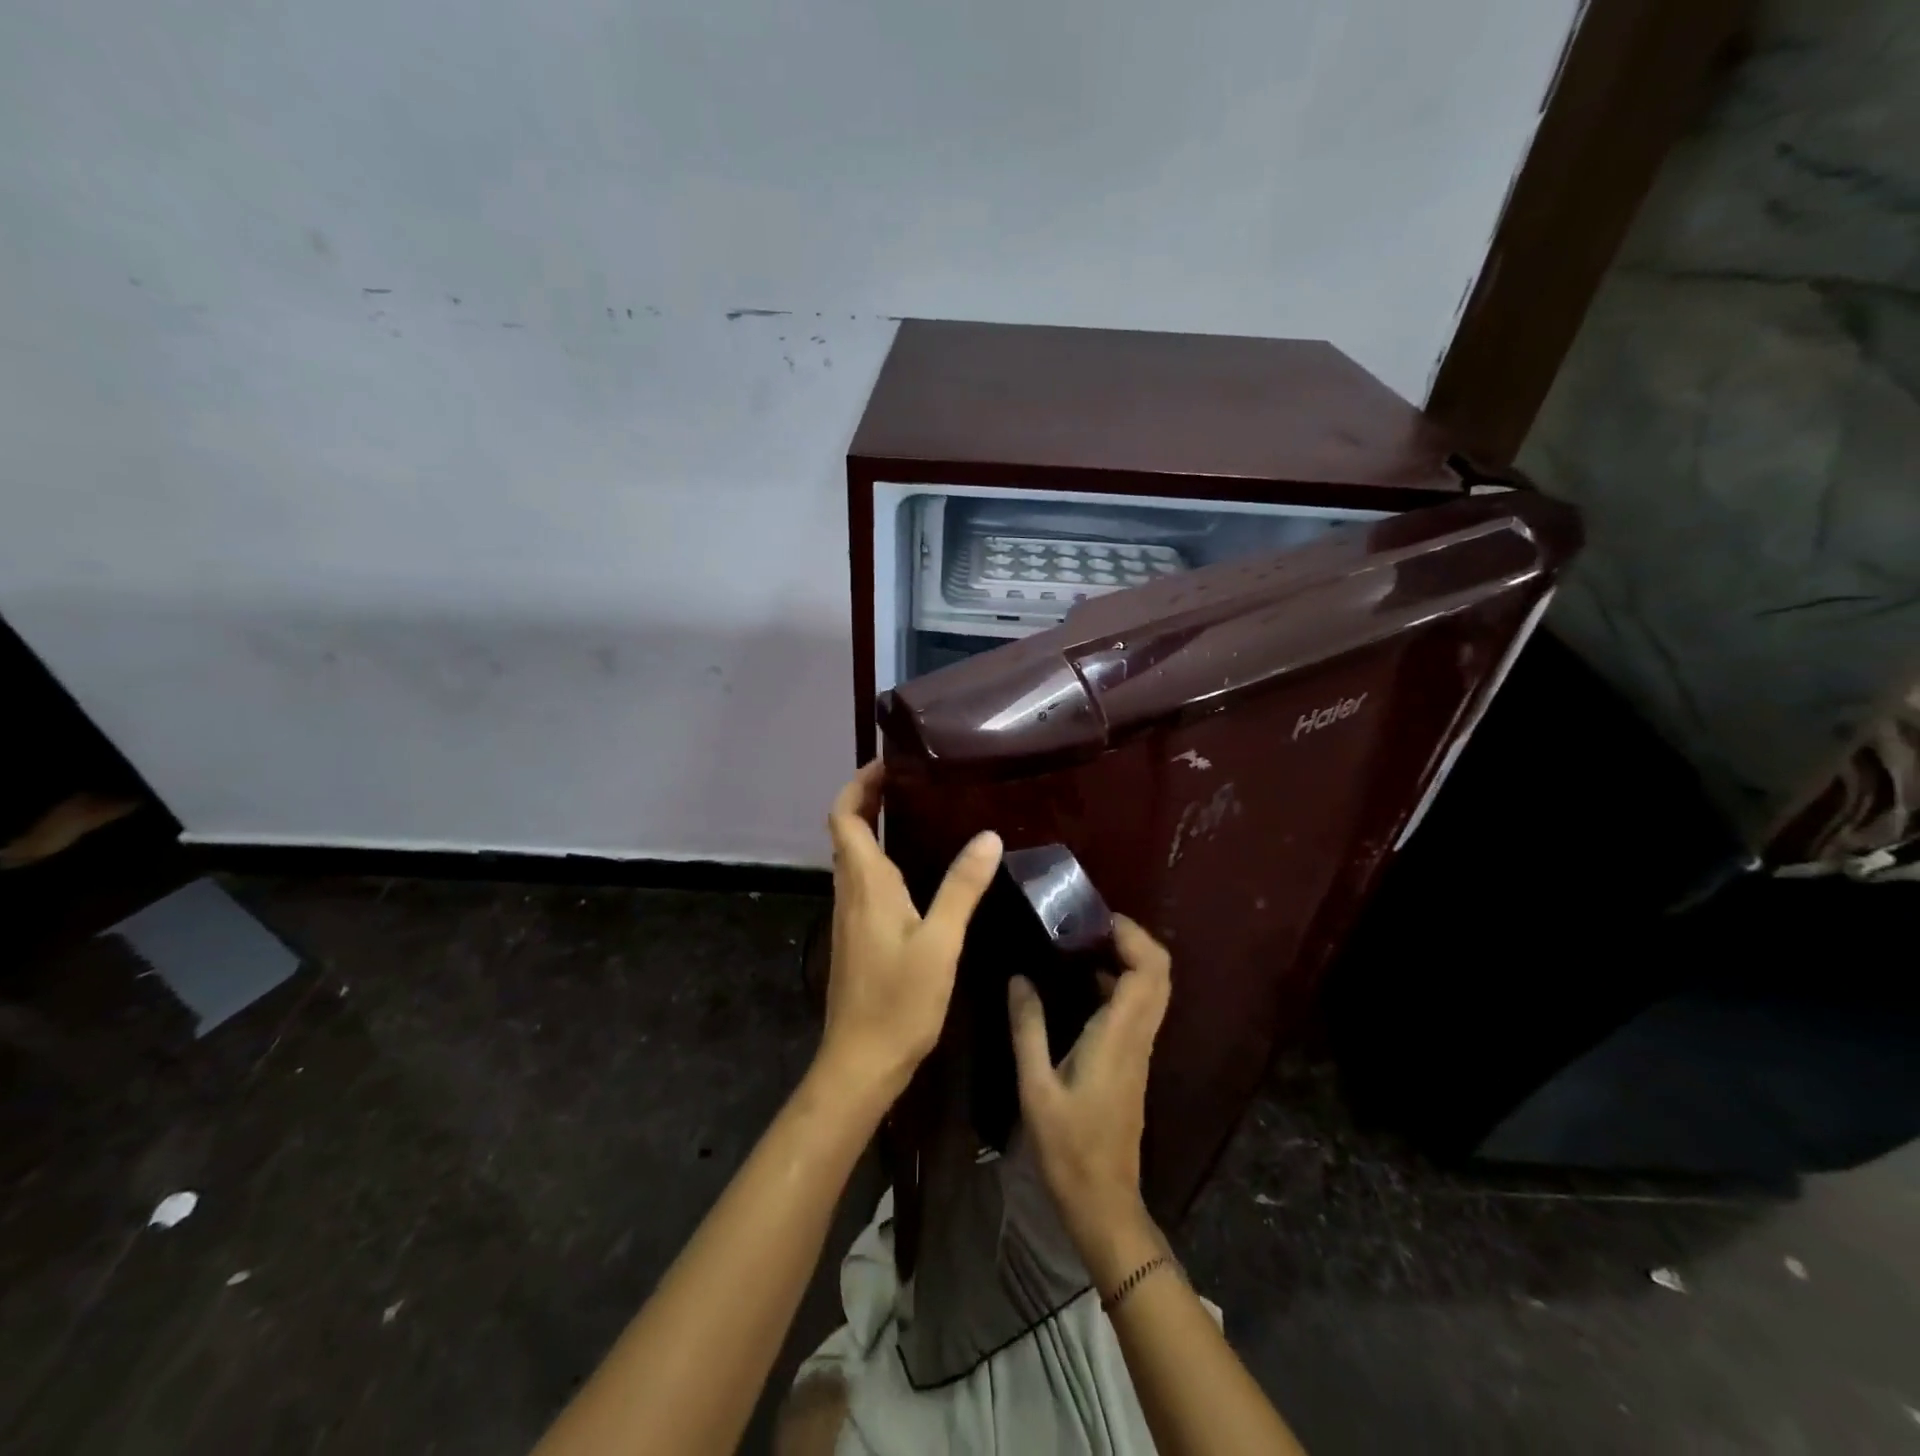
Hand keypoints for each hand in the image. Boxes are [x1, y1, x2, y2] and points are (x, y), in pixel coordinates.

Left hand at [818, 760, 1002, 1104]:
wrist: (860, 1062)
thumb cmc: (898, 1001)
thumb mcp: (940, 942)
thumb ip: (962, 888)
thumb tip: (988, 836)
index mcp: (865, 884)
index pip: (844, 817)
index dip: (858, 785)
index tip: (887, 764)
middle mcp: (850, 892)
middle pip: (847, 832)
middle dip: (869, 799)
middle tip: (912, 781)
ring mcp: (850, 916)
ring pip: (854, 857)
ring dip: (874, 828)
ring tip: (919, 813)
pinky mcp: (857, 936)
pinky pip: (864, 882)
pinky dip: (881, 860)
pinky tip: (917, 871)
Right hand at [1009, 916, 1171, 1269]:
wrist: (1105, 1203)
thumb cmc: (1068, 1148)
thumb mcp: (1035, 1087)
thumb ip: (1028, 1028)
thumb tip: (1019, 978)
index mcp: (1119, 1036)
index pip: (1148, 970)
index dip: (1131, 935)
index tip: (1095, 918)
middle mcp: (1138, 1036)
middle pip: (1159, 973)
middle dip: (1132, 939)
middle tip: (1088, 925)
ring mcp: (1140, 1050)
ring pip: (1152, 990)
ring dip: (1127, 959)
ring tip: (1081, 944)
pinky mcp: (1134, 1062)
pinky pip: (1139, 1008)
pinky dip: (1120, 983)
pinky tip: (1081, 984)